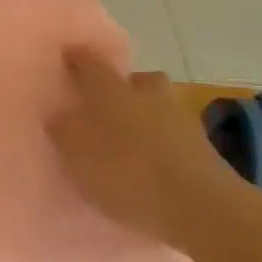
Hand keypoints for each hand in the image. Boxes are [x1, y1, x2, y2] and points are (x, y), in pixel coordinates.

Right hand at [49, 48, 235, 246]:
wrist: (202, 208)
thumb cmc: (128, 175)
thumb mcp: (79, 156)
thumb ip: (64, 132)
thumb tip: (60, 115)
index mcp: (112, 91)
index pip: (91, 63)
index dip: (78, 57)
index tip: (68, 54)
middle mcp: (147, 95)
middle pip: (136, 80)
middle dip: (122, 87)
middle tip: (105, 105)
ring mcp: (180, 119)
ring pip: (157, 105)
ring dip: (144, 115)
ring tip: (129, 139)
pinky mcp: (202, 148)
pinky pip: (173, 134)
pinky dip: (161, 141)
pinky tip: (151, 162)